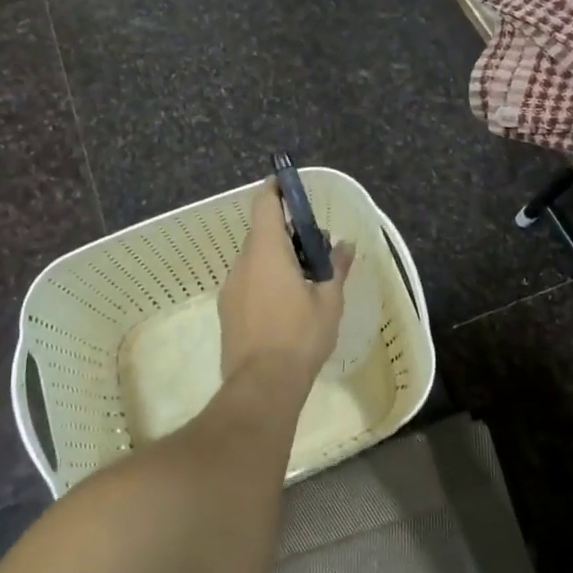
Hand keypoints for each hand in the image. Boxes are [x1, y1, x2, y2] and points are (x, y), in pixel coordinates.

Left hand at [218, 181, 355, 383]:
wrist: (262, 385)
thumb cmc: (300, 336)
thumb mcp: (328, 301)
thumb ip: (335, 268)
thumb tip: (344, 245)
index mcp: (266, 252)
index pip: (264, 205)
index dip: (275, 191)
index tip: (289, 187)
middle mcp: (243, 263)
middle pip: (262, 234)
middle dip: (287, 234)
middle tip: (315, 249)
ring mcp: (231, 288)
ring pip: (255, 261)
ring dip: (277, 260)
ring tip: (305, 282)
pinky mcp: (228, 311)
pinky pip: (248, 283)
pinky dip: (266, 282)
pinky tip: (286, 306)